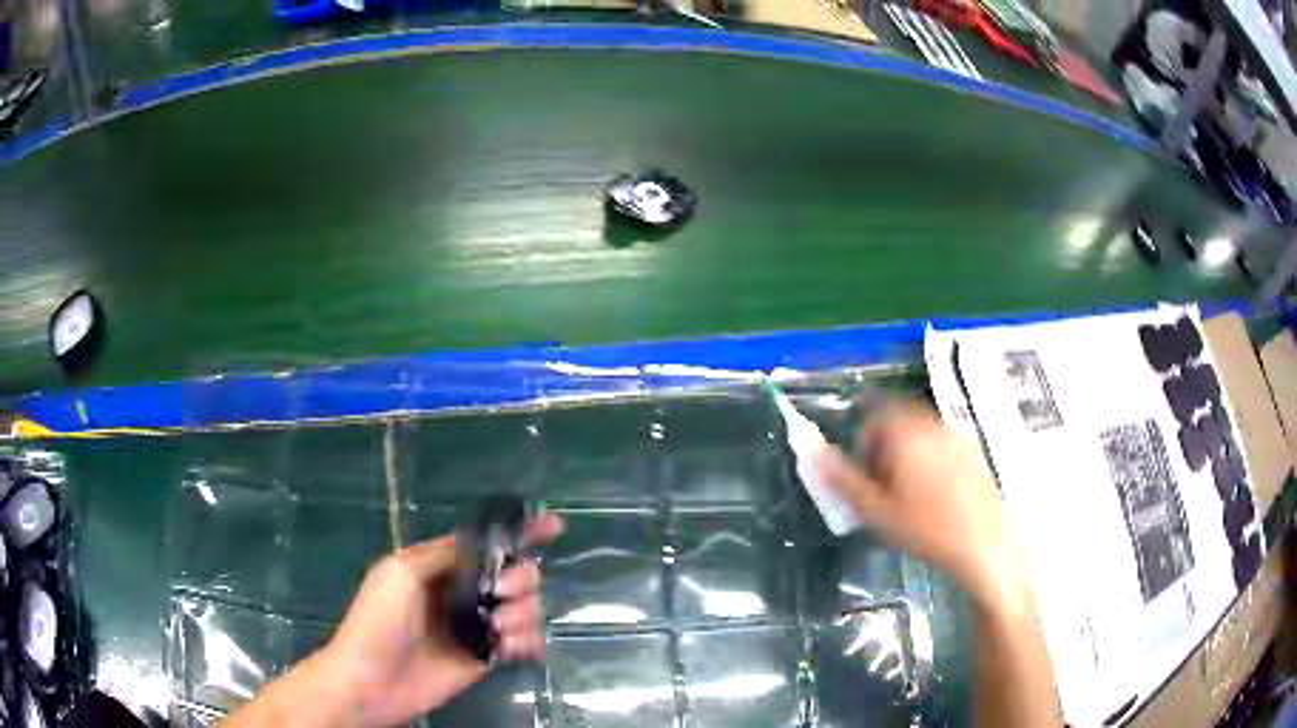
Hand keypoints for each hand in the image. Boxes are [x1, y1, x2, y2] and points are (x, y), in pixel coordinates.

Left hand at [319, 514, 563, 726]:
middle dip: (520, 578)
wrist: (373, 681)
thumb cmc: (378, 621)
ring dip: (522, 613)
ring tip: (498, 627)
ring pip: (525, 608)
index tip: (554, 527)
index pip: (486, 542)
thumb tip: (484, 546)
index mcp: (442, 566)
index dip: (521, 532)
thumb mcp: (401, 574)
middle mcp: (464, 592)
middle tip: (501, 593)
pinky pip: (524, 643)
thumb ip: (444, 555)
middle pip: (515, 574)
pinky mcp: (486, 657)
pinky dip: (528, 642)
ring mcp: (478, 626)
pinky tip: (514, 648)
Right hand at [815, 400, 1027, 612]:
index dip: (864, 443)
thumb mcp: (875, 511)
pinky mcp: (975, 453)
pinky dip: (932, 461)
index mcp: (907, 432)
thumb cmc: (926, 530)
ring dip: (909, 454)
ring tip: (909, 496)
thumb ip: (841, 479)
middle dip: (886, 449)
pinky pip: (943, 445)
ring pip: (922, 433)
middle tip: (884, 489)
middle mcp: (934, 424)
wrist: (984, 545)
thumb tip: (810, 451)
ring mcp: (958, 437)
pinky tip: (937, 497)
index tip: (865, 477)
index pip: (875, 415)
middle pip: (900, 421)